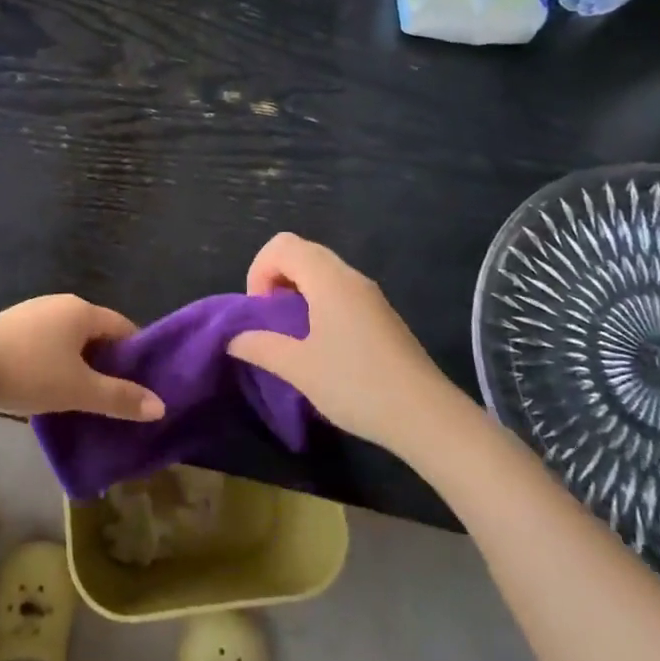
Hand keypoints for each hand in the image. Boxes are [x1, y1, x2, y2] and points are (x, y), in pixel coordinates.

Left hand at [0, 294, 164, 421]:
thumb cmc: (30, 373)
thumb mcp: (79, 390)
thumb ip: (120, 398)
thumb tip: (160, 406)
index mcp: (82, 310)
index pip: (122, 326)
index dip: (136, 353)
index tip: (142, 383)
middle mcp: (60, 303)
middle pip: (95, 331)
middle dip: (107, 361)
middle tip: (114, 395)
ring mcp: (32, 312)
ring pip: (68, 338)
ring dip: (79, 363)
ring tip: (81, 396)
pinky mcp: (9, 327)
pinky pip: (44, 343)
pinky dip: (54, 362)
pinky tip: (46, 386)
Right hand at [229, 233, 462, 456]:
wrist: (425, 416)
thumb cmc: (356, 384)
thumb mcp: (299, 368)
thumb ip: (261, 347)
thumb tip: (234, 339)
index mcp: (328, 279)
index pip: (282, 245)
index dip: (259, 270)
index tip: (260, 311)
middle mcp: (350, 277)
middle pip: (302, 252)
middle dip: (275, 278)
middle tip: (270, 320)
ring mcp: (370, 295)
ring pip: (322, 272)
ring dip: (297, 291)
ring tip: (291, 334)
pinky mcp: (381, 315)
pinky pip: (340, 291)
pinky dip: (319, 303)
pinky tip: (321, 345)